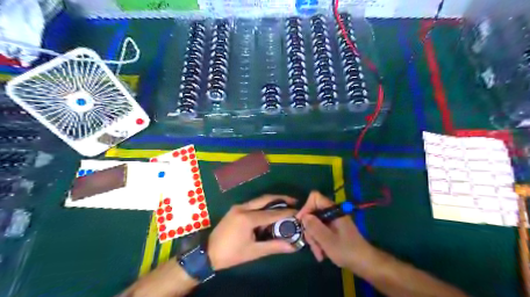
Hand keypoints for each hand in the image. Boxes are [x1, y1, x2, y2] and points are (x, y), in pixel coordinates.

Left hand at [207, 194, 296, 270]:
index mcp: (247, 218)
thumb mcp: (253, 252)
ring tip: (285, 204)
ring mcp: (238, 207)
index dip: (286, 212)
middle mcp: (243, 208)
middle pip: (265, 199)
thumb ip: (274, 246)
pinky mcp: (235, 209)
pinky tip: (269, 211)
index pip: (272, 213)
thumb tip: (292, 247)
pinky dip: (263, 205)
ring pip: (259, 200)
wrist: (208, 252)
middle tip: (294, 201)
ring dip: (272, 201)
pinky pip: (253, 204)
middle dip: (281, 198)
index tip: (298, 211)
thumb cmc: (231, 254)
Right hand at [297, 192, 374, 269]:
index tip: (302, 223)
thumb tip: (303, 216)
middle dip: (310, 230)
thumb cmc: (347, 250)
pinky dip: (318, 242)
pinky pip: (320, 231)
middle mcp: (332, 213)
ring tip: (319, 254)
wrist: (365, 263)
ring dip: (314, 239)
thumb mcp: (327, 240)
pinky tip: (321, 254)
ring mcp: (332, 222)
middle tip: (312, 244)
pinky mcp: (333, 230)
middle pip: (312, 213)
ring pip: (315, 224)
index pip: (315, 197)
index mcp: (333, 210)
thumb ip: (314, 227)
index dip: (306, 207)